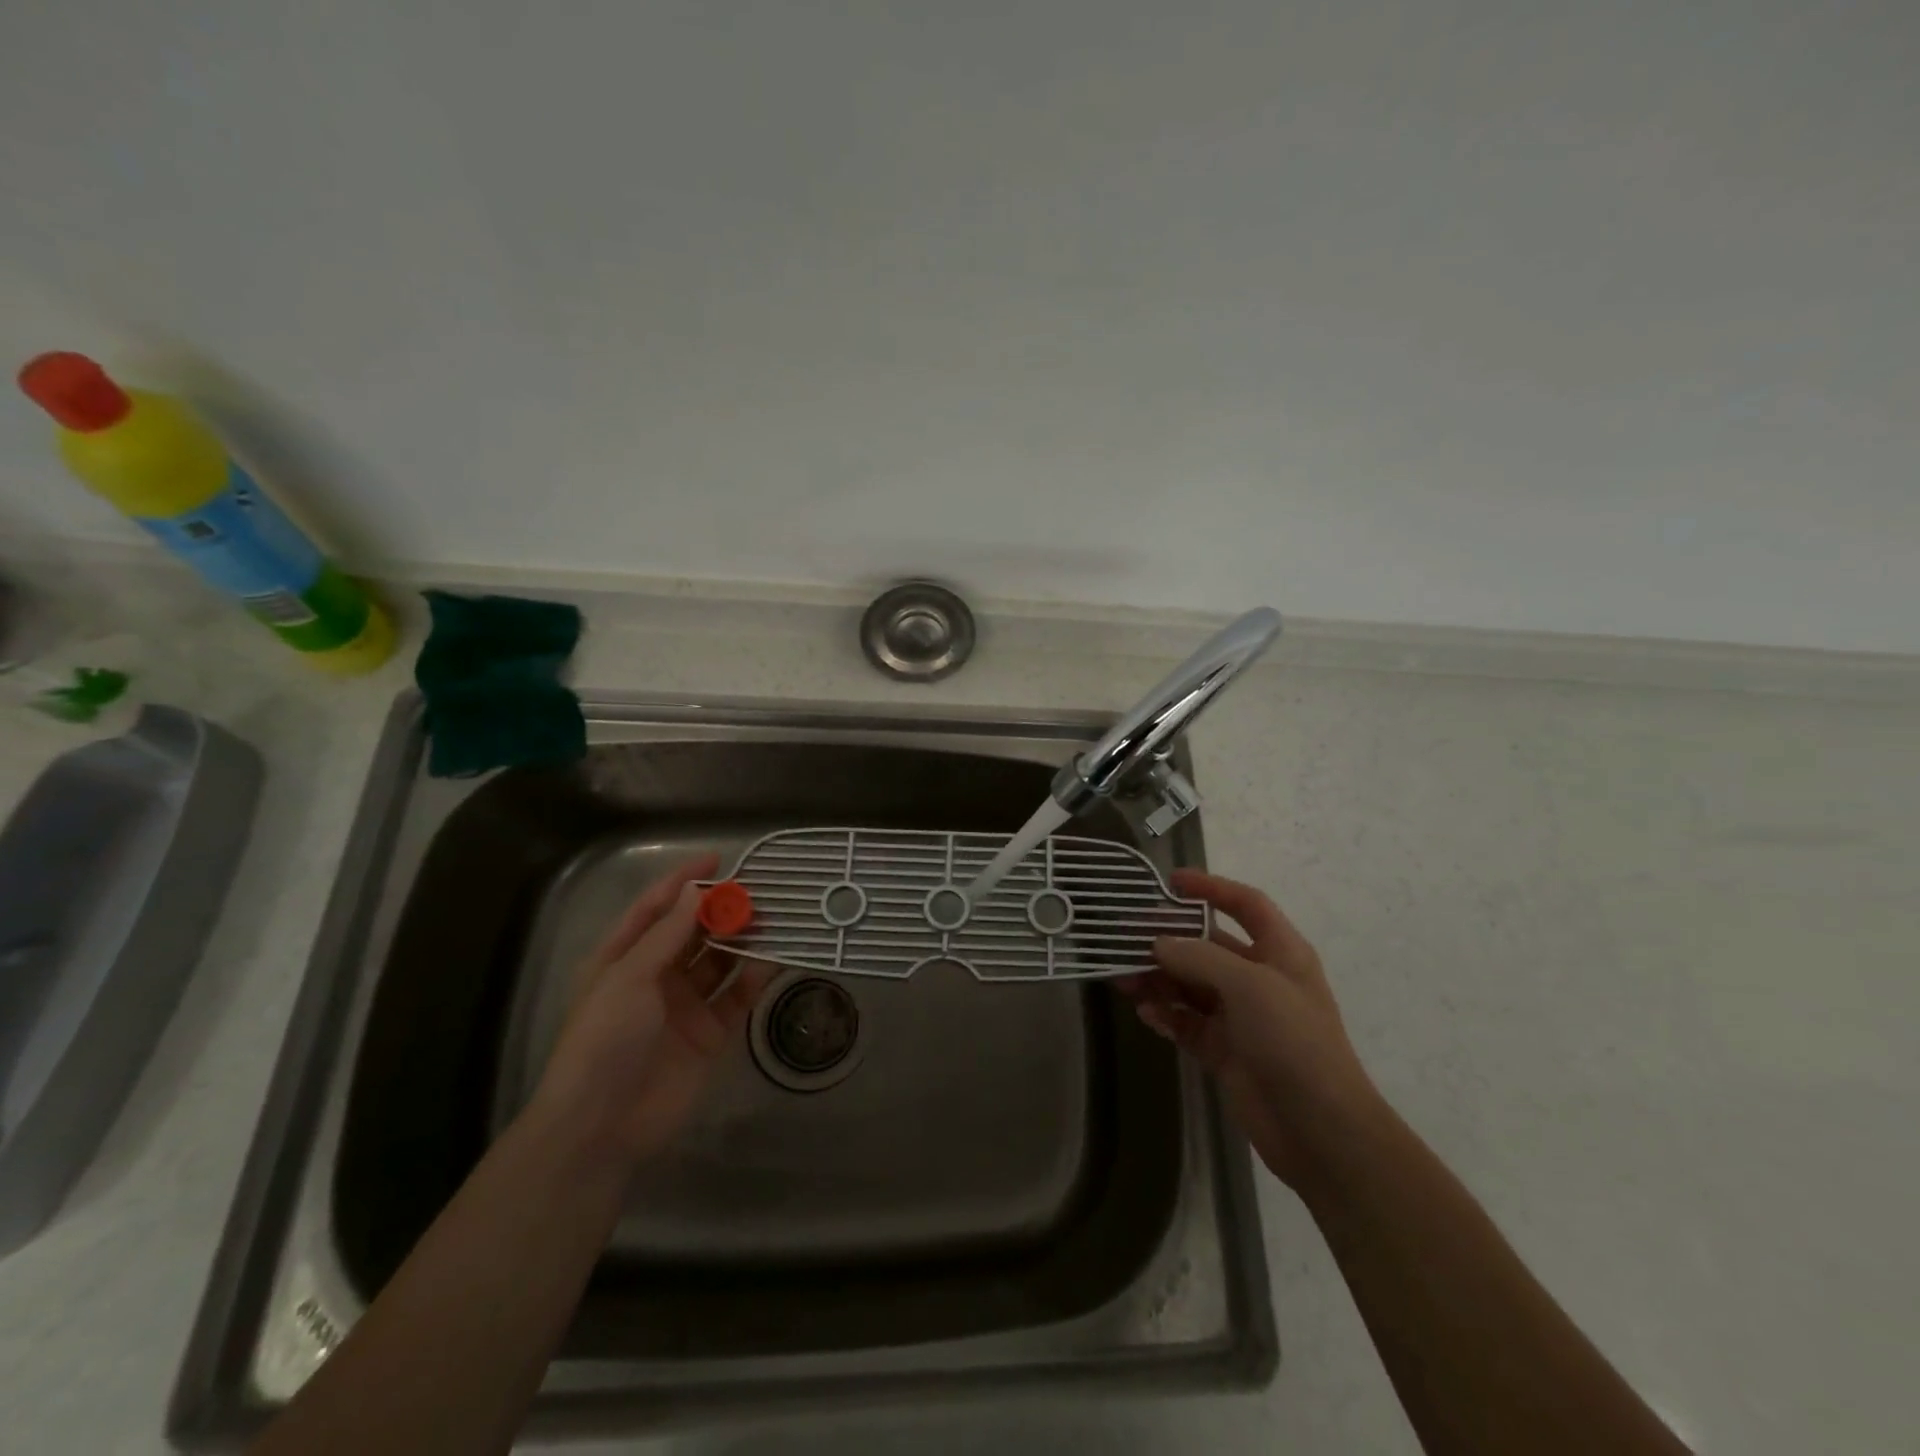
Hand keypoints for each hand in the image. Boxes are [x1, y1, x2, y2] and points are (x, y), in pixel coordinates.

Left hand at [530, 853, 770, 1168]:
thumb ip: (667, 933)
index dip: (684, 881)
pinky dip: (754, 978)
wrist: (601, 1126)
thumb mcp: (628, 977)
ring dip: (741, 939)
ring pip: (719, 961)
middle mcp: (655, 976)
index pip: (656, 908)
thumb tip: (696, 890)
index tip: (718, 859)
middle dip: (721, 909)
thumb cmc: (603, 1040)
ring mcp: (685, 1005)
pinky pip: (736, 996)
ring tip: (771, 918)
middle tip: (756, 891)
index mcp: (623, 958)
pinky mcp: (710, 1034)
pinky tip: (773, 960)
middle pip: (693, 932)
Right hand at [1118, 869, 1379, 1190]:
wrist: (1321, 1131)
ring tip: (1123, 979)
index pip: (1246, 905)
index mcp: (1280, 953)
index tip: (1170, 881)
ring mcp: (1241, 1017)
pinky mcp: (1225, 1051)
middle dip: (1169, 940)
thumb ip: (1199, 958)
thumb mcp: (1250, 987)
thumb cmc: (1294, 1042)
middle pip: (1208, 945)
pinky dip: (1166, 1015)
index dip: (1212, 887)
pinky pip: (1187, 1023)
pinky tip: (1146, 1013)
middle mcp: (1259, 979)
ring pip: (1190, 985)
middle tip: (1127, 937)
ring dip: (1159, 979)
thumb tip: (1158, 943)